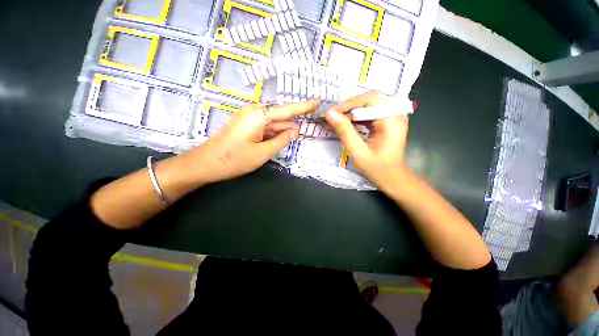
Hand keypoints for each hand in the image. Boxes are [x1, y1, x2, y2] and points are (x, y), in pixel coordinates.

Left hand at [189, 100, 318, 184]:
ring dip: (283, 131)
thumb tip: (295, 131)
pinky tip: (279, 140)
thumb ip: (282, 140)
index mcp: (259, 115)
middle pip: (280, 116)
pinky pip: (265, 127)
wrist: (205, 164)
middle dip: (292, 125)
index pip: (287, 109)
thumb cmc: (234, 159)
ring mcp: (249, 118)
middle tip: (305, 131)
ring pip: (273, 123)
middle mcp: (254, 112)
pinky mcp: (246, 125)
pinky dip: (274, 133)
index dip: (303, 107)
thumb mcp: (263, 152)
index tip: (317, 103)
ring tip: (293, 138)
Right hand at [325, 91, 409, 189]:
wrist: (393, 178)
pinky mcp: (388, 120)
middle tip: (331, 117)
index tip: (330, 113)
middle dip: (348, 108)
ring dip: (350, 112)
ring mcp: (393, 115)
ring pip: (367, 105)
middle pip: (368, 100)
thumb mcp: (358, 151)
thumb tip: (329, 114)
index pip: (369, 100)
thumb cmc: (377, 168)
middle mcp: (395, 112)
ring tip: (335, 120)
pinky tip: (345, 124)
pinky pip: (369, 112)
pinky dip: (356, 117)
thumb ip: (344, 131)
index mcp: (392, 119)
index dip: (347, 104)